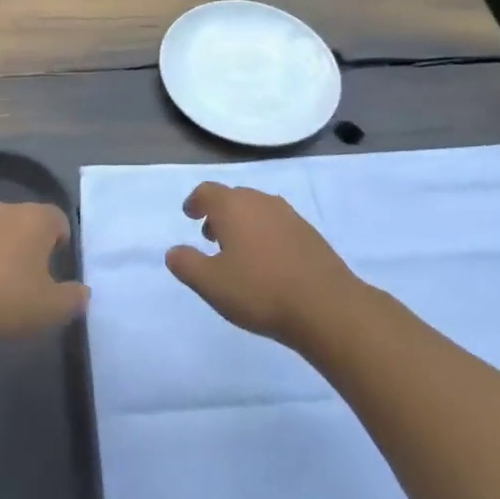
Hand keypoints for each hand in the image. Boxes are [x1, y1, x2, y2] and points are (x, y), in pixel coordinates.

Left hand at [0, 202, 88, 339]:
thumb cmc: (5, 299)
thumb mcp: (51, 309)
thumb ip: (74, 299)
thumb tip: (82, 293)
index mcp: (35, 219)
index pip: (58, 218)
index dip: (61, 241)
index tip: (56, 269)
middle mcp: (3, 210)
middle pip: (25, 222)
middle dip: (29, 245)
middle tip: (28, 280)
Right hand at [165, 183, 359, 345]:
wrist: (326, 306)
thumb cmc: (260, 291)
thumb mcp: (211, 284)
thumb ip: (186, 264)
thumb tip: (173, 251)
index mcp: (233, 207)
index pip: (207, 192)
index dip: (195, 201)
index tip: (189, 214)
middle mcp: (260, 201)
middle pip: (233, 197)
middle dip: (219, 213)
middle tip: (210, 236)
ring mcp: (288, 215)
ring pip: (257, 209)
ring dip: (243, 223)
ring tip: (238, 251)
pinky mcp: (309, 233)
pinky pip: (277, 224)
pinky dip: (265, 233)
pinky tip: (268, 261)